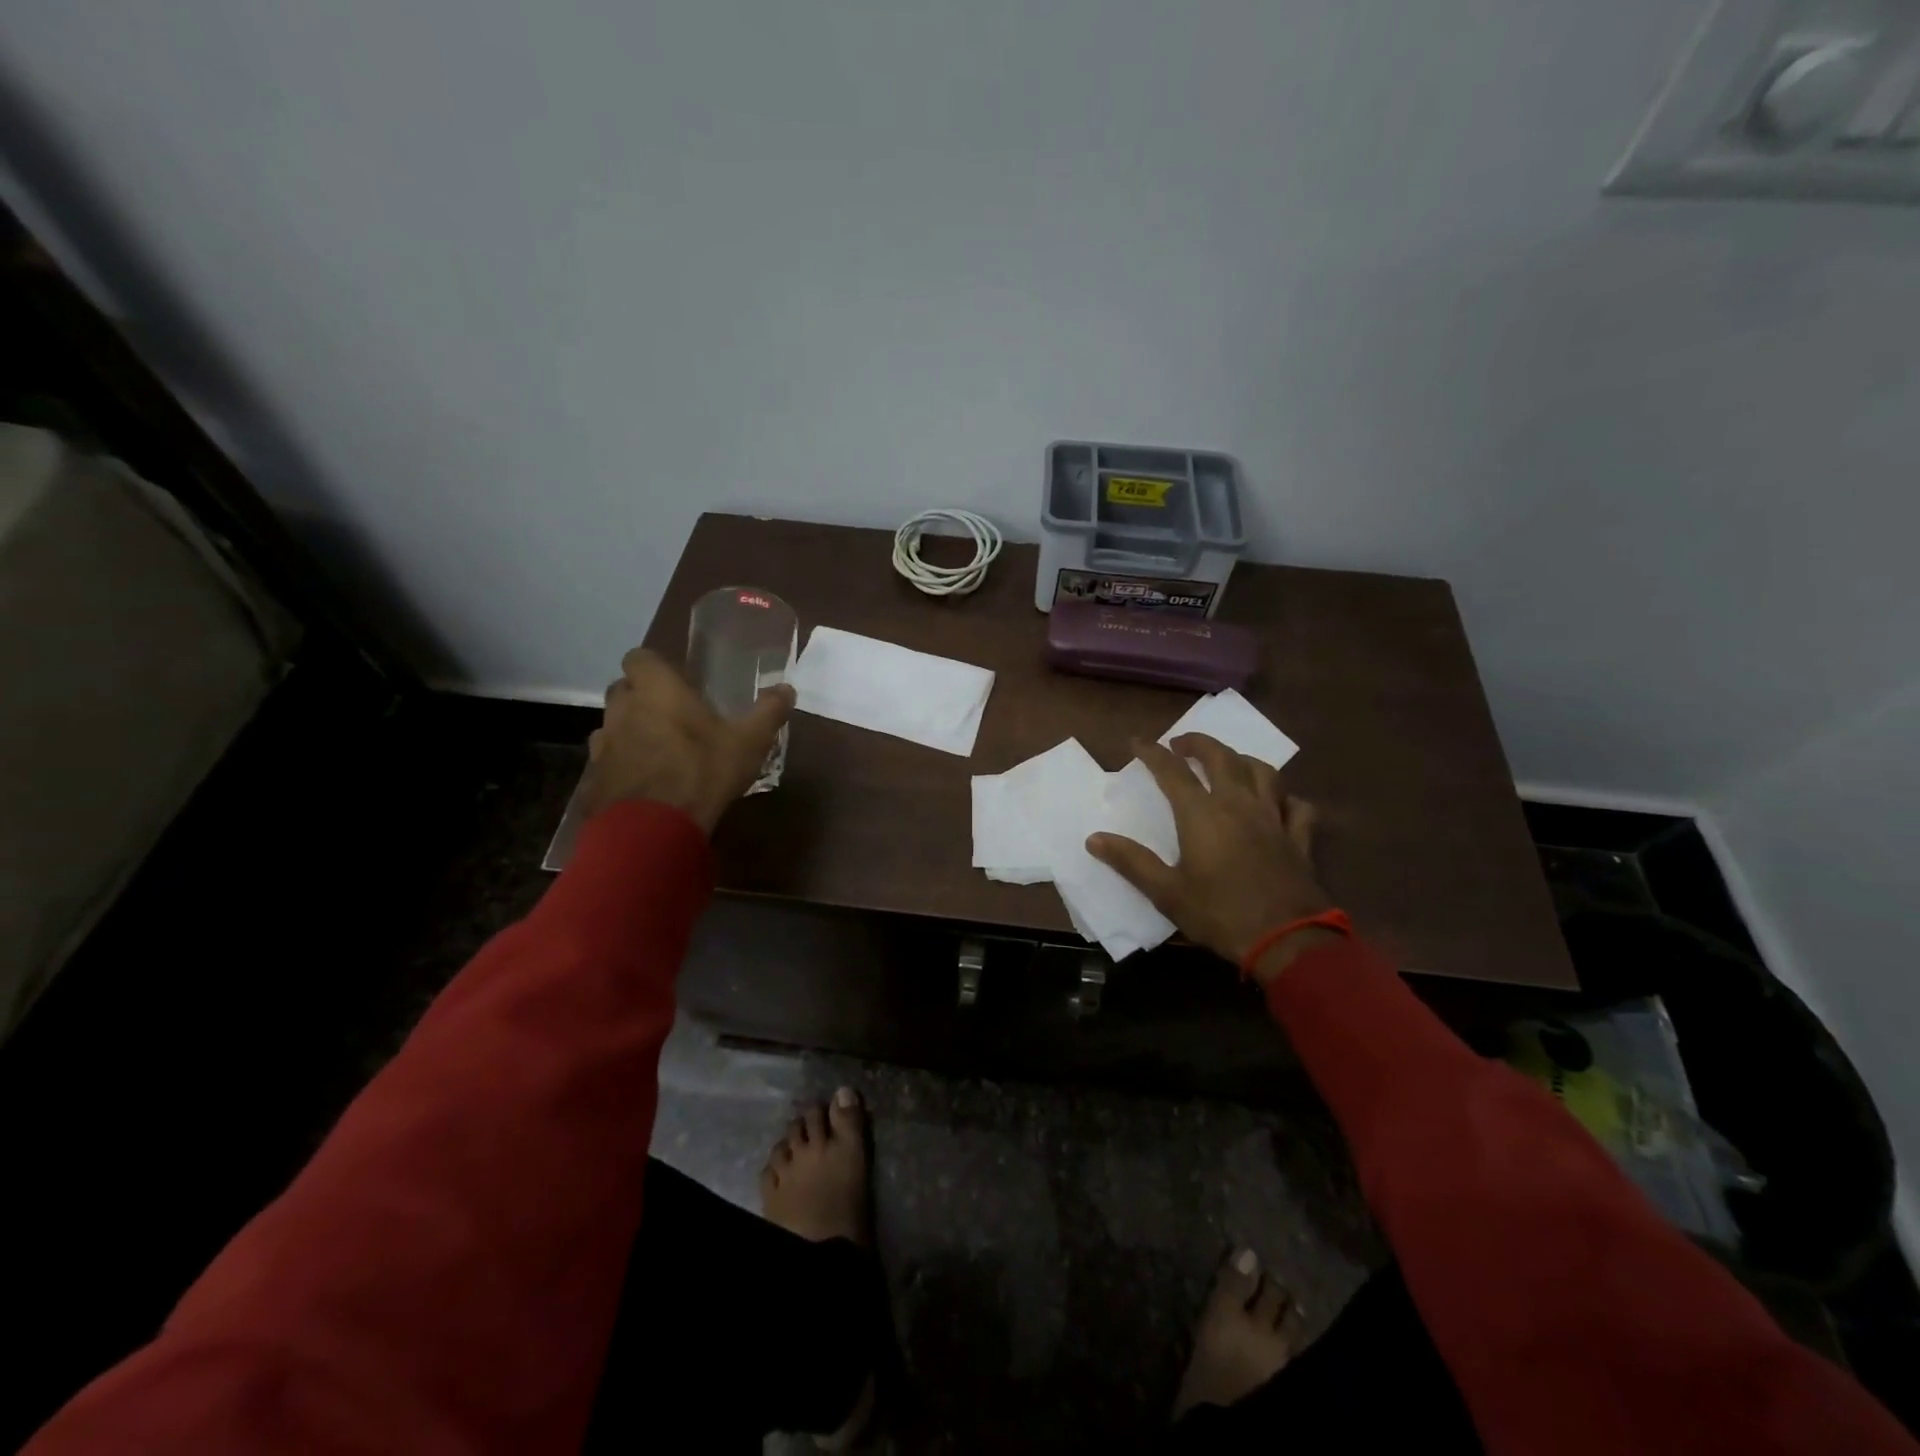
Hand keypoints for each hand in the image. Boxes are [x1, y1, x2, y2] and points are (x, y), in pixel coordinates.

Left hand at [579, 648, 794, 834]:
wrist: (652, 829)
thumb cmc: (702, 772)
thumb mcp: (749, 742)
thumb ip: (768, 712)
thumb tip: (787, 689)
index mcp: (656, 689)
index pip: (639, 657)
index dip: (654, 666)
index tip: (676, 681)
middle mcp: (623, 708)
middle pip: (623, 689)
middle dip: (642, 696)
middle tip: (673, 714)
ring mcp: (604, 744)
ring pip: (614, 725)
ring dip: (631, 730)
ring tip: (660, 750)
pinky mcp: (594, 777)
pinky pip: (608, 760)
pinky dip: (623, 764)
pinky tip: (645, 781)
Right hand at [1087, 734, 1335, 983]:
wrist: (1287, 940)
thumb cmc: (1220, 914)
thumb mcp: (1166, 893)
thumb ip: (1131, 862)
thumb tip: (1094, 839)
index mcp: (1202, 814)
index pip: (1172, 771)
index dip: (1153, 753)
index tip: (1138, 742)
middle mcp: (1239, 805)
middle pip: (1221, 757)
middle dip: (1199, 743)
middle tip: (1181, 745)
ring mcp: (1273, 818)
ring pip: (1263, 772)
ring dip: (1242, 759)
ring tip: (1228, 762)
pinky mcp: (1299, 838)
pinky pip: (1296, 805)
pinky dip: (1285, 797)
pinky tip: (1277, 802)